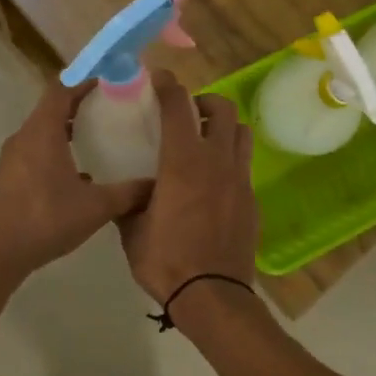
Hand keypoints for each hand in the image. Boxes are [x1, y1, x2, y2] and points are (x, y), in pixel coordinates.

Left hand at [0, 82, 152, 283]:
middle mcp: (24, 137)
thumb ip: (129, 193)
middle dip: (81, 103)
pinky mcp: (9, 176)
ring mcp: (13, 157)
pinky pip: (36, 150)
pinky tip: (80, 173)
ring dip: (68, 128)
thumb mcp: (96, 206)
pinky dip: (57, 150)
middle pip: (52, 107)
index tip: (109, 79)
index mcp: (42, 132)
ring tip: (99, 136)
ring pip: (43, 131)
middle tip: (112, 106)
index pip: (61, 89)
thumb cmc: (46, 220)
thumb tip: (157, 183)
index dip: (84, 79)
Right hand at [117, 70, 259, 305]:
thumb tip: (123, 192)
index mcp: (183, 162)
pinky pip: (244, 166)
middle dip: (205, 102)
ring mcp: (240, 180)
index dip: (168, 86)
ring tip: (206, 141)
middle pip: (223, 109)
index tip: (158, 79)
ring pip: (242, 133)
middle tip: (188, 115)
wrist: (212, 296)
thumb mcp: (132, 229)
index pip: (178, 106)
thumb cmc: (165, 260)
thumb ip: (129, 202)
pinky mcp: (252, 200)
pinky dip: (230, 160)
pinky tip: (214, 181)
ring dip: (225, 128)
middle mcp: (217, 161)